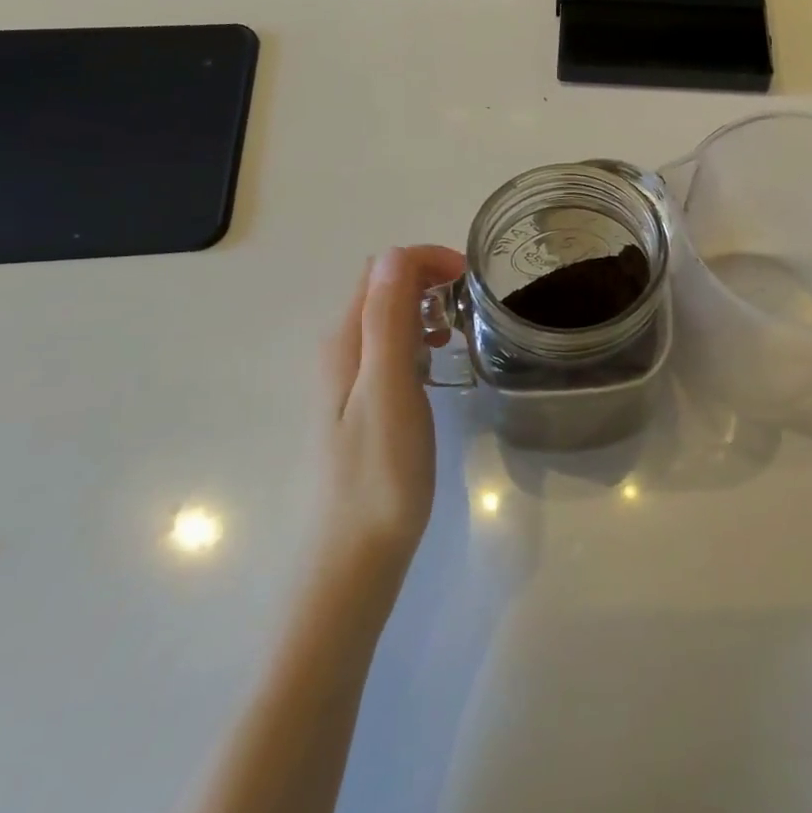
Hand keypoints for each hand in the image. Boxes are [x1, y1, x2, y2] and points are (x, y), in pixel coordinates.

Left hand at [317, 245, 466, 572]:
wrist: (352, 559)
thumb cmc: (380, 475)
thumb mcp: (389, 389)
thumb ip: (387, 320)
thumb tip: (395, 253)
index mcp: (345, 341)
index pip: (382, 269)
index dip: (426, 260)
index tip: (471, 279)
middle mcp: (340, 352)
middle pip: (381, 289)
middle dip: (428, 280)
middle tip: (471, 306)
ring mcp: (348, 381)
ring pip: (386, 319)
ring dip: (424, 309)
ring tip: (459, 334)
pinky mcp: (361, 406)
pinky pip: (389, 351)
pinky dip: (418, 341)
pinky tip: (437, 367)